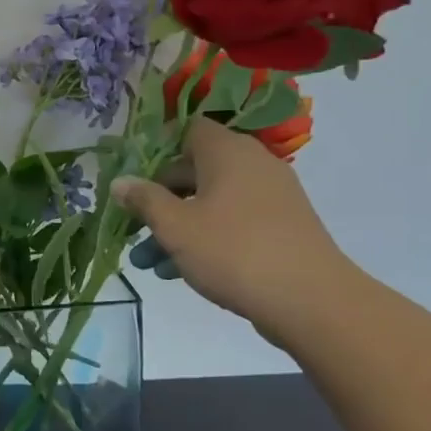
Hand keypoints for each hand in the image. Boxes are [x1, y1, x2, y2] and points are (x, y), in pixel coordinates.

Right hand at [111, 119, 354, 338]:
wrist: (311, 300)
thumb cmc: (233, 251)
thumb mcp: (175, 226)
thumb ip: (143, 200)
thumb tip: (119, 182)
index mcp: (227, 152)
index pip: (188, 130)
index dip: (157, 149)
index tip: (134, 179)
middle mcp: (252, 164)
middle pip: (194, 170)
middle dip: (159, 199)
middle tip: (132, 228)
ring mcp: (271, 196)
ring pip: (210, 201)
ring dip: (177, 225)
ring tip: (149, 261)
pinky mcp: (281, 226)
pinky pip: (233, 221)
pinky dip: (206, 237)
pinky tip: (182, 270)